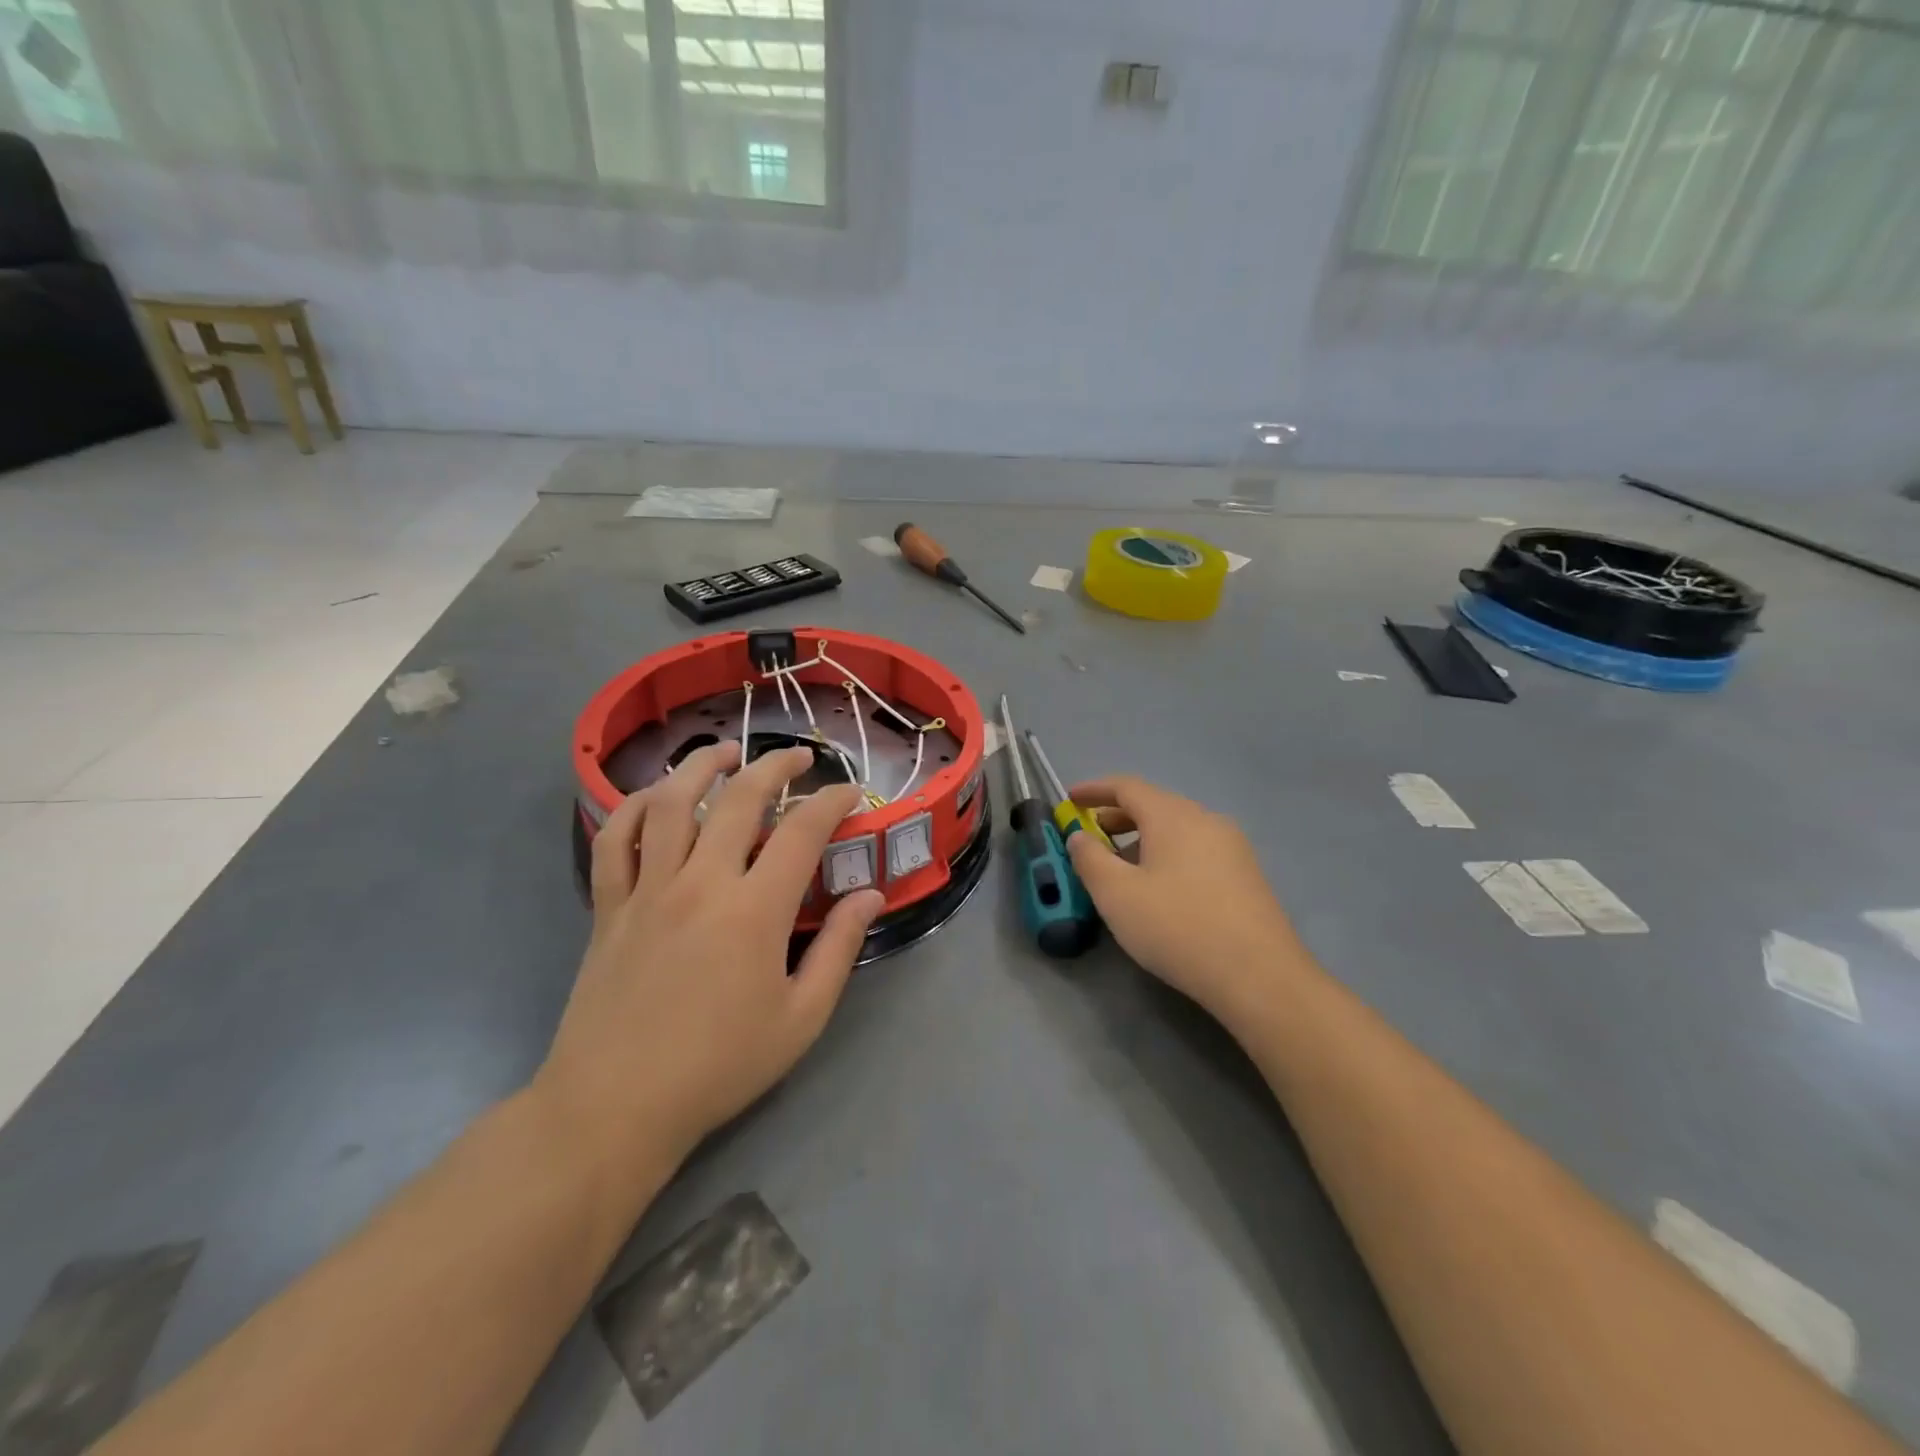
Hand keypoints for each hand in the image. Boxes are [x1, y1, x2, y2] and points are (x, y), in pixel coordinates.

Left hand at [537, 741, 884, 1184]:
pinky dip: (631, 807)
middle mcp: (700, 883)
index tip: (849, 794)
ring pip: (669, 803)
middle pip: (737, 799)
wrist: (614, 1106)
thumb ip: (840, 949)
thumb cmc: (719, 1066)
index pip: (801, 831)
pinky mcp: (608, 906)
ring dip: (700, 766)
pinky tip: (653, 798)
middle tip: (797, 759)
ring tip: (725, 753)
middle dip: (774, 767)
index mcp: (753, 911)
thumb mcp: (801, 1018)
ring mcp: (647, 890)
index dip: (831, 802)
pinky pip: (613, 839)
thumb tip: (870, 895)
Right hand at [1066, 775, 1304, 1029]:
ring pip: (1177, 829)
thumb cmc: (1178, 928)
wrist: (1260, 976)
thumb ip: (1089, 859)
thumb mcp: (1116, 895)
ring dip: (1142, 838)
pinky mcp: (1247, 875)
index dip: (1094, 789)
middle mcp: (1205, 820)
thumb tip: (1079, 836)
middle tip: (1090, 837)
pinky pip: (1196, 849)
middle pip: (1154, 805)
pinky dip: (1168, 855)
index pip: (1127, 786)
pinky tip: (1160, 889)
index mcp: (1172, 816)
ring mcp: (1232, 847)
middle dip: (1117, 816)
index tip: (1069, 799)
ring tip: (1120, 868)